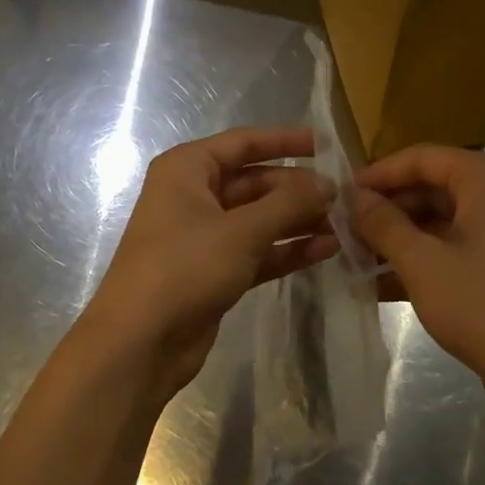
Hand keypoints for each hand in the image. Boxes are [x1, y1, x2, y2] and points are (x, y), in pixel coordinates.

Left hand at [87, 126, 338, 396]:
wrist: (140, 342)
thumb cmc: (184, 269)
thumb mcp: (241, 231)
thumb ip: (288, 203)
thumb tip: (328, 184)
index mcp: (187, 170)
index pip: (243, 143)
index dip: (285, 141)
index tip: (326, 145)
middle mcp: (194, 196)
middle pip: (255, 182)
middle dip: (298, 190)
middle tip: (344, 198)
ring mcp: (204, 236)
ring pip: (260, 219)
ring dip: (298, 221)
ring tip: (344, 225)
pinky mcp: (215, 271)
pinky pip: (258, 251)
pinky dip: (287, 250)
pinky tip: (326, 250)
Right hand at [351, 145, 484, 413]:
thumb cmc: (482, 306)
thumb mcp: (422, 263)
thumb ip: (383, 224)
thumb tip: (353, 197)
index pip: (422, 158)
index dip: (378, 174)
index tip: (341, 195)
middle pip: (433, 189)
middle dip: (387, 212)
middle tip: (346, 234)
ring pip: (444, 223)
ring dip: (401, 240)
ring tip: (357, 262)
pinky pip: (459, 249)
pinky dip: (425, 261)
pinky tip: (384, 286)